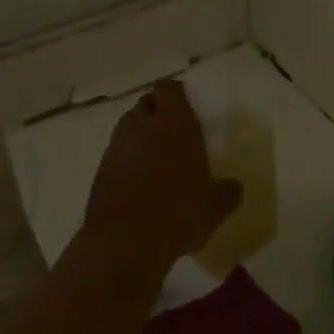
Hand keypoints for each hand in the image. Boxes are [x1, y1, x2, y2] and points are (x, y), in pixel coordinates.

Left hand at [81, 80, 241, 282]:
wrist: (125, 244)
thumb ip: (228, 191)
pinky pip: (117, 153)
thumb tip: (233, 186)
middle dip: (158, 113)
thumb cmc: (179, 215)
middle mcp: (142, 126)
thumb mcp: (215, 207)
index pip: (170, 89)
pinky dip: (128, 159)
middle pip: (147, 104)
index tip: (189, 108)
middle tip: (175, 132)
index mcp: (175, 124)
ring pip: (129, 127)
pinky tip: (140, 181)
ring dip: (141, 136)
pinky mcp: (100, 169)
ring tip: (158, 158)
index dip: (178, 95)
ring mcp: (116, 146)